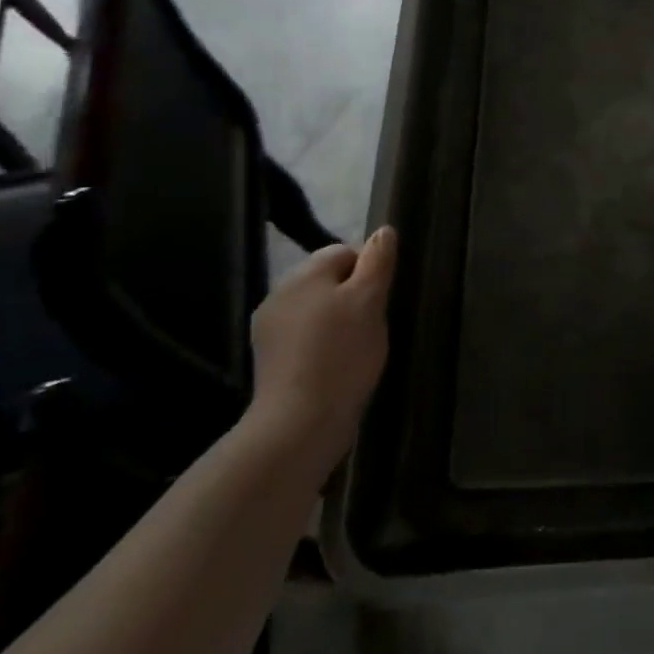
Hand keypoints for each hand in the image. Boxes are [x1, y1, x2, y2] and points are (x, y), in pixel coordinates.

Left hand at [246, 228, 395, 475]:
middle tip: (373, 324)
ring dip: (338, 320)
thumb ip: (377, 261)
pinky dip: (323, 344)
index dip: (369, 270)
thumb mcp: (370, 300)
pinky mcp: (270, 360)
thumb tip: (383, 230)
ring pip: (317, 309)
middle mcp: (280, 294)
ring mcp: (270, 329)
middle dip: (353, 296)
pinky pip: (305, 337)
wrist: (300, 422)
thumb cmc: (342, 353)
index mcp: (303, 274)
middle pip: (328, 280)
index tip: (382, 299)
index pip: (343, 252)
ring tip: (357, 348)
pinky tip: (337, 365)